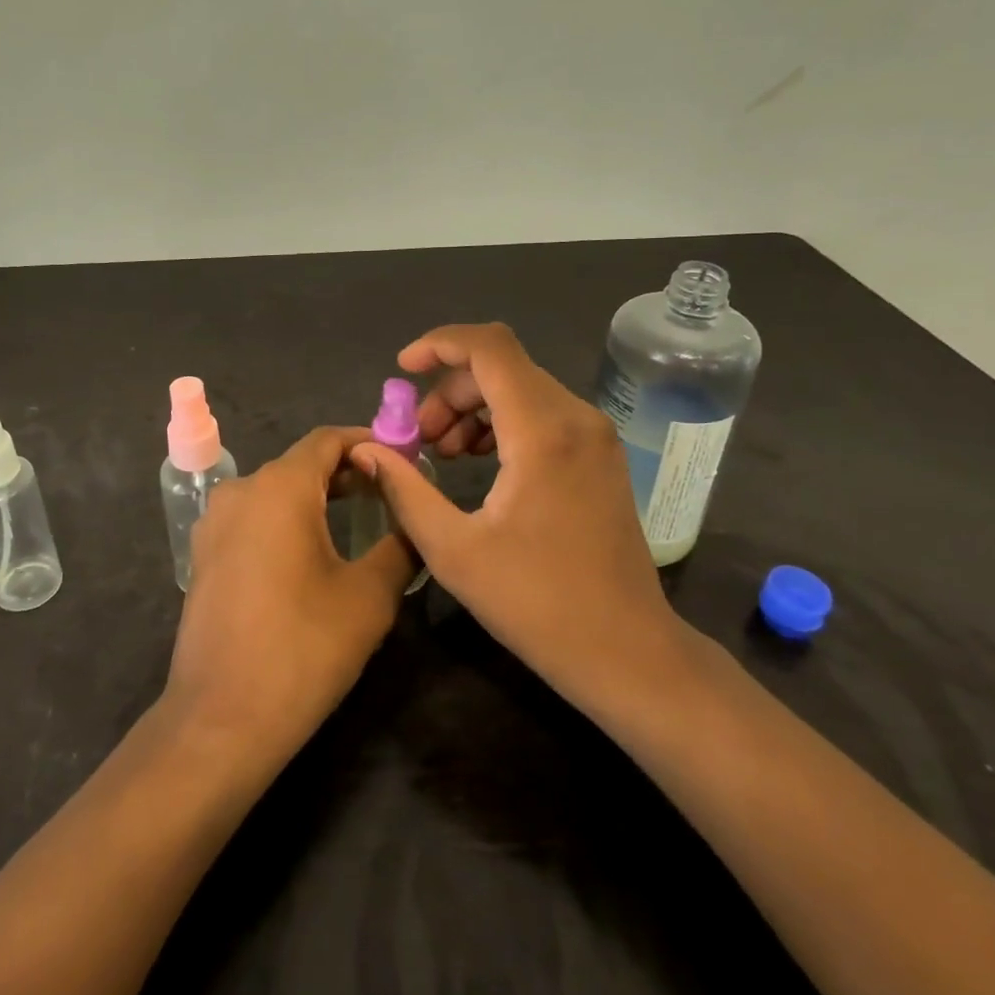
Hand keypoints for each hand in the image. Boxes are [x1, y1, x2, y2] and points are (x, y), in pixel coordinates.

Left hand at [163, 427, 413, 762]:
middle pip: (301, 464)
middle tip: (391, 493)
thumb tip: (414, 521)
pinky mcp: (204, 555)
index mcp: (279, 488)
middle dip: (347, 472)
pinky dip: (287, 520)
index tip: (404, 458)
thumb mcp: (369, 595)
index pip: (328, 440)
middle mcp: (241, 491)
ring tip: (359, 520)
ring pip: (276, 491)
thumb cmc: (302, 648)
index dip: (369, 442)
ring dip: (317, 497)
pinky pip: (254, 518)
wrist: (221, 719)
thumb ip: (399, 544)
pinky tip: (313, 551)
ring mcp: (215, 523)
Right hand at [352, 323, 696, 716]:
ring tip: (442, 453)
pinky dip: (502, 422)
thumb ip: (405, 489)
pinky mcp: (599, 455)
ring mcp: (595, 436)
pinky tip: (479, 461)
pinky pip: (542, 413)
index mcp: (543, 431)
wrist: (626, 651)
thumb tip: (367, 448)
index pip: (489, 347)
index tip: (401, 369)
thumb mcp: (453, 550)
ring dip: (472, 407)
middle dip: (448, 390)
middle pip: (501, 366)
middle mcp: (576, 418)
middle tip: (418, 439)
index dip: (439, 344)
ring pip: (521, 388)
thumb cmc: (537, 604)